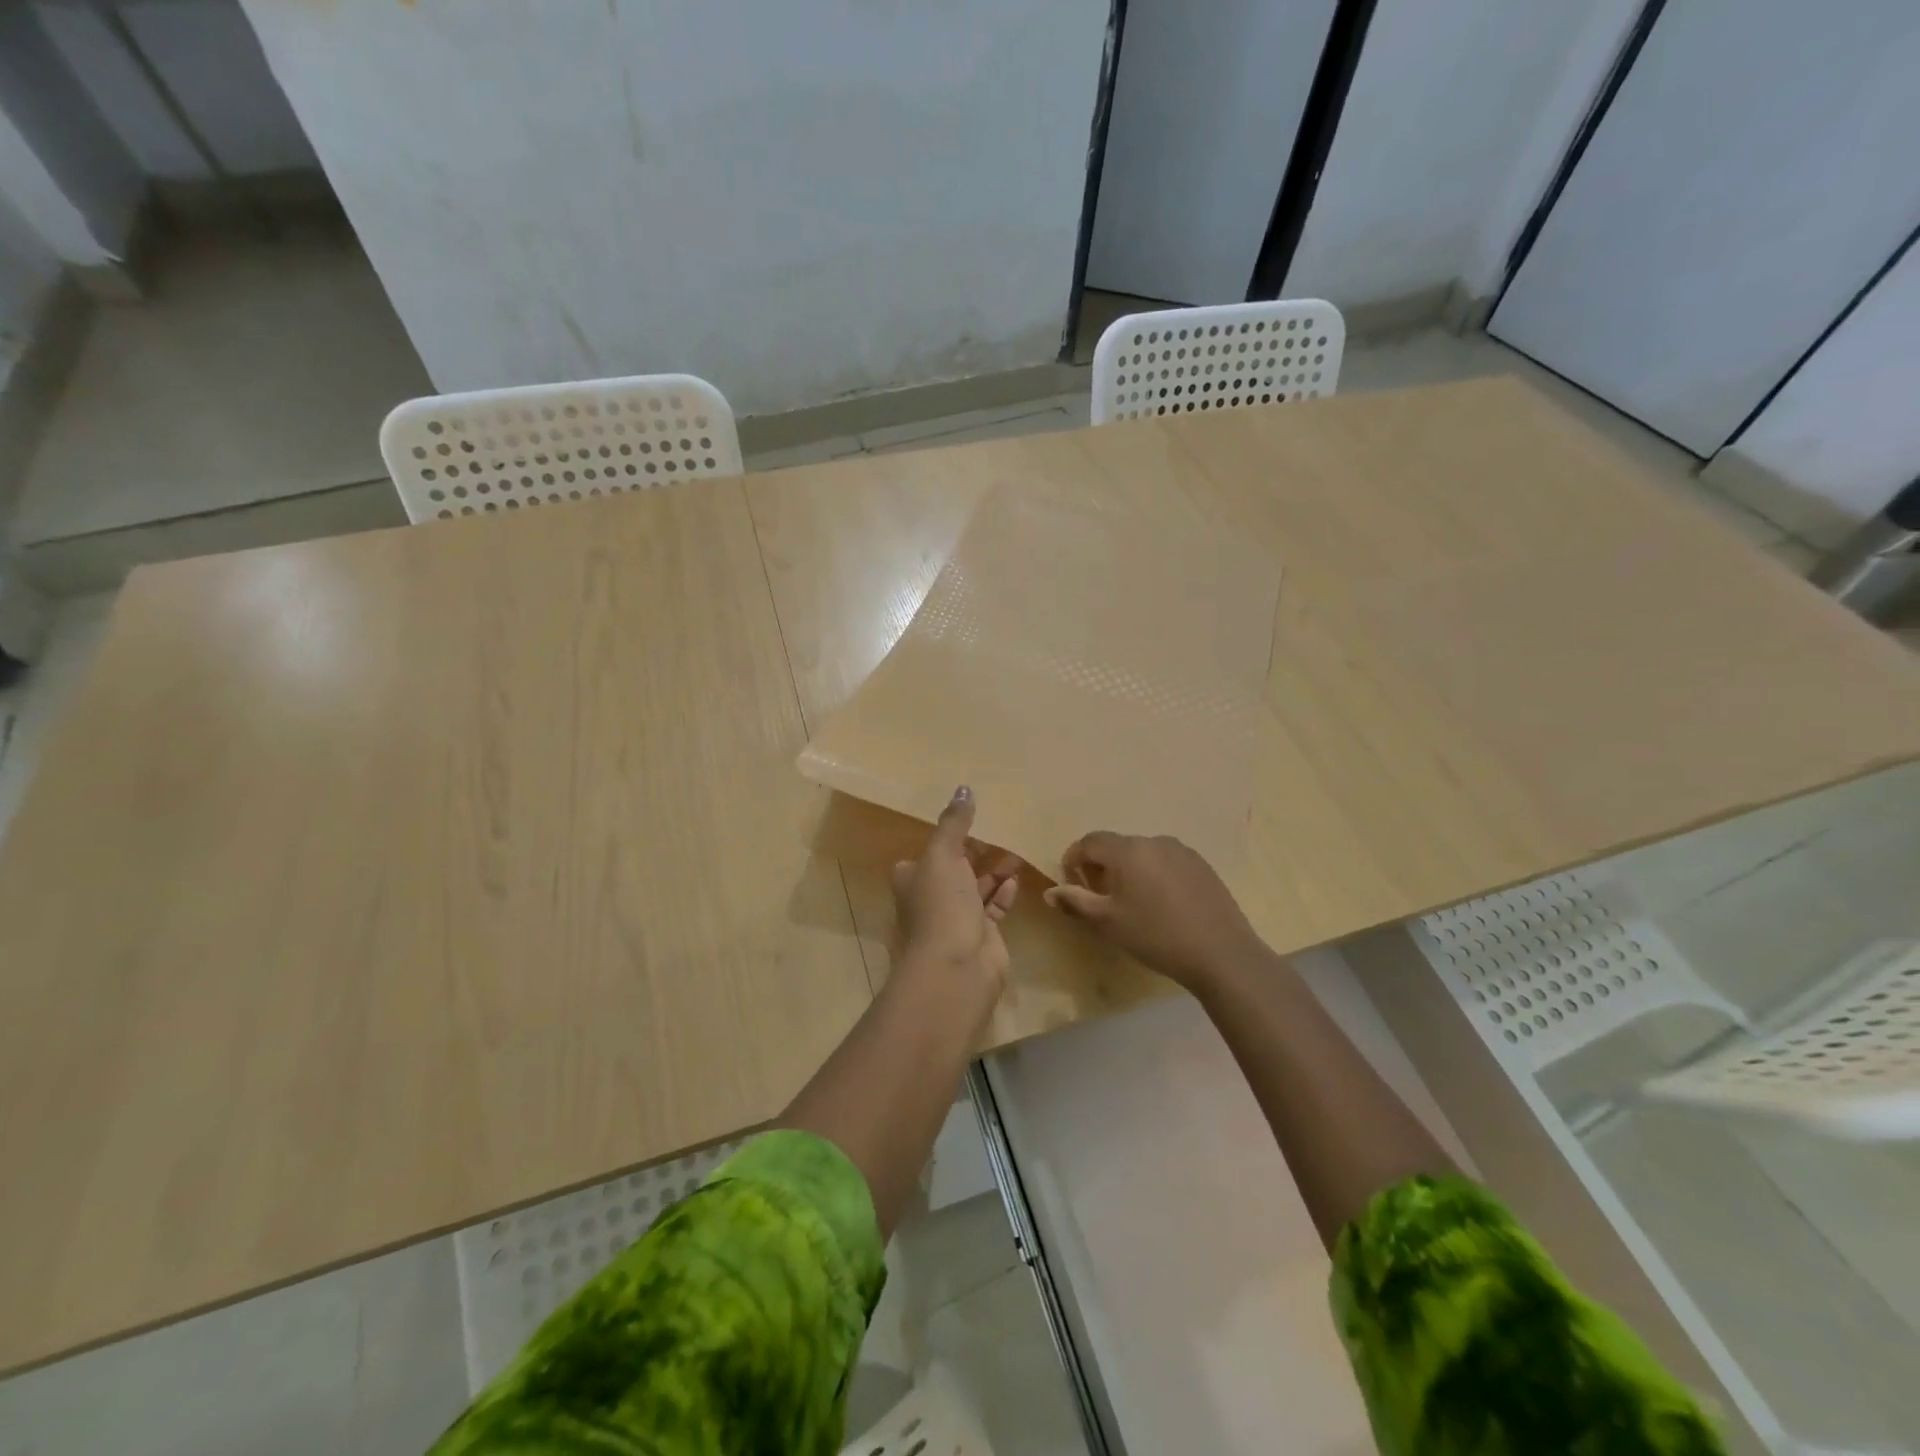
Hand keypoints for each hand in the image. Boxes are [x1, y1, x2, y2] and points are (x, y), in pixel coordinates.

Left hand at [892, 786, 1020, 988]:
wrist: (956, 968)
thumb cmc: (941, 905)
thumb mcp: (943, 855)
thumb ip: (954, 823)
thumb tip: (963, 788)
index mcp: (912, 878)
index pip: (928, 852)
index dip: (947, 837)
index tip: (971, 820)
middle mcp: (931, 897)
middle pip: (955, 869)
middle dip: (976, 852)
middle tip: (1001, 831)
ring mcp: (956, 918)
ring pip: (977, 887)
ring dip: (995, 871)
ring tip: (1017, 850)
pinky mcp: (981, 935)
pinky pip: (994, 907)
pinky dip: (1004, 892)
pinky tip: (1017, 878)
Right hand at [1044, 833, 1262, 989]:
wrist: (1221, 952)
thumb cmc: (1155, 935)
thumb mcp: (1107, 923)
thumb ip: (1075, 903)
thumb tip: (1050, 892)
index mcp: (1127, 850)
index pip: (1090, 842)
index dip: (1074, 859)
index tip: (1072, 883)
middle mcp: (1154, 841)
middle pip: (1116, 846)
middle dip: (1101, 866)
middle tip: (1099, 897)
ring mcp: (1182, 851)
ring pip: (1143, 854)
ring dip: (1129, 871)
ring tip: (1132, 903)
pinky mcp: (1202, 866)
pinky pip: (1166, 863)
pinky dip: (1154, 875)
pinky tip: (1161, 905)